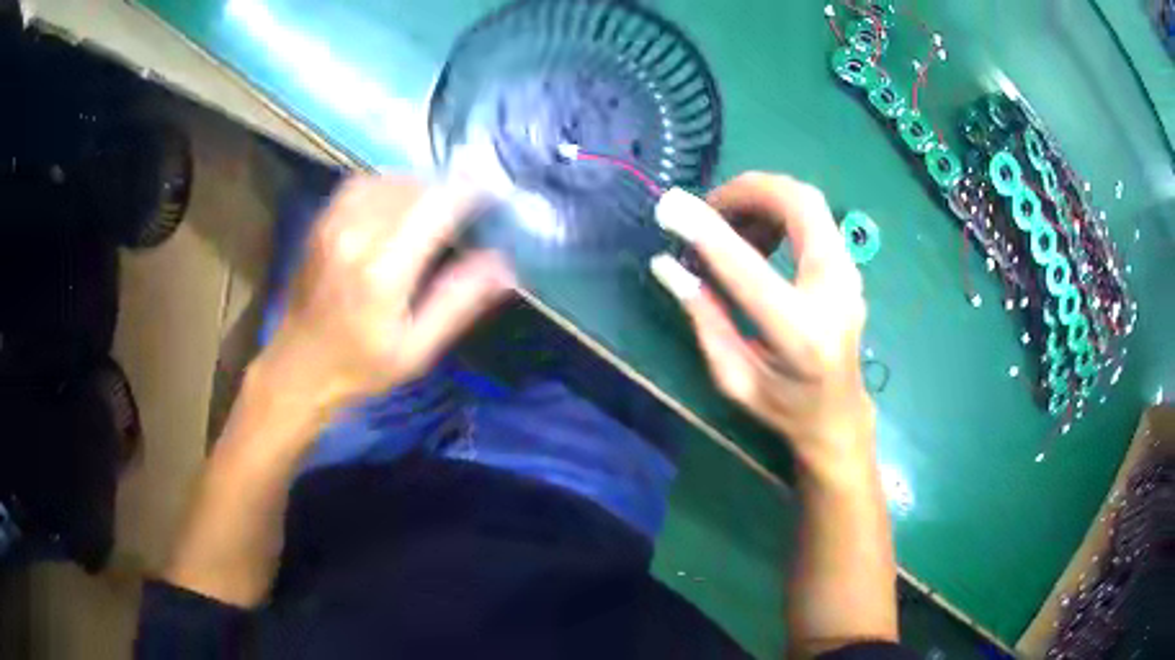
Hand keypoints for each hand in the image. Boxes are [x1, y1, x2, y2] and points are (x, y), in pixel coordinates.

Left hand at [259, 175, 514, 412]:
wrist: (297, 367)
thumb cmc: (360, 367)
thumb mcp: (417, 350)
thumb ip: (458, 301)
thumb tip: (504, 264)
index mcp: (383, 271)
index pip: (437, 205)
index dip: (472, 192)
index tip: (493, 196)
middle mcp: (356, 235)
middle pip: (416, 186)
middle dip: (449, 190)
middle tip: (469, 210)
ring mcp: (334, 223)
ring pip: (391, 179)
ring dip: (421, 186)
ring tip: (437, 207)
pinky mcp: (322, 221)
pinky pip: (363, 183)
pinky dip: (390, 185)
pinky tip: (399, 205)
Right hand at [650, 173, 873, 484]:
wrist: (839, 415)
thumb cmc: (785, 407)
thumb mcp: (734, 378)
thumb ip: (704, 318)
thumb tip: (667, 265)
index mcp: (800, 332)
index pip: (748, 267)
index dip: (707, 231)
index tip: (671, 205)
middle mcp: (835, 292)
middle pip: (800, 204)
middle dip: (748, 190)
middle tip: (710, 207)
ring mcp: (850, 275)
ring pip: (809, 202)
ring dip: (763, 198)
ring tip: (730, 225)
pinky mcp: (849, 267)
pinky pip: (814, 217)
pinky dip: (780, 210)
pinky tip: (758, 236)